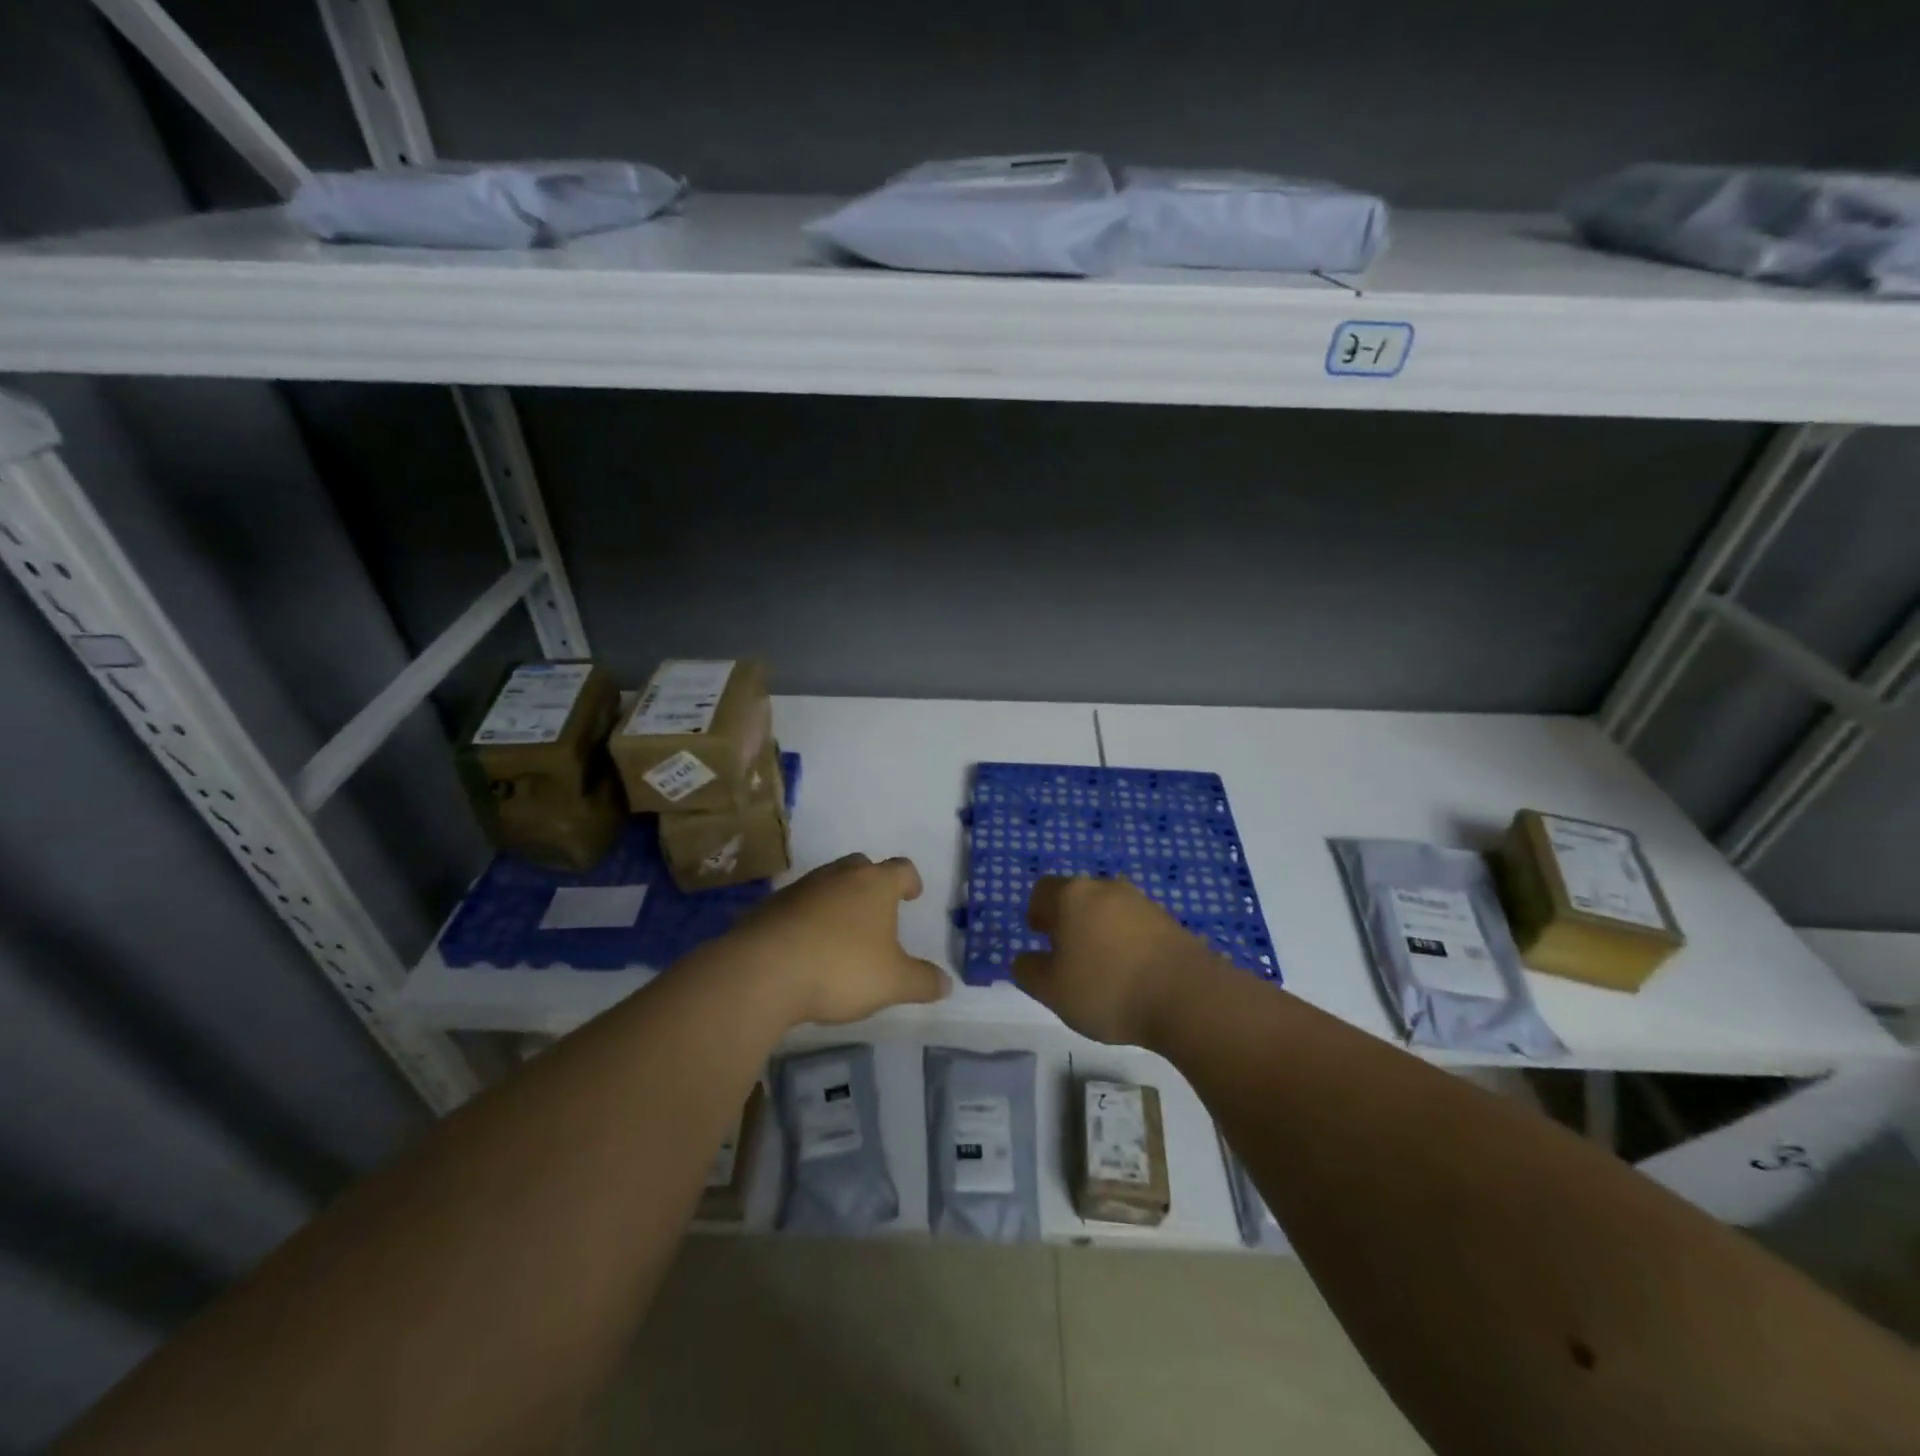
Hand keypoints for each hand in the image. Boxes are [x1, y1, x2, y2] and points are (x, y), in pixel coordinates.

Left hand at [720, 853, 948, 1026]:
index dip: (910, 880)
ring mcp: (802, 888)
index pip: (901, 868)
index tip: (912, 894)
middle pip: (861, 866)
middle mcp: (839, 876)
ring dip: (838, 900)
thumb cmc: (841, 969)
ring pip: (828, 883)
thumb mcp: (893, 982)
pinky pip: (799, 905)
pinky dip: (808, 918)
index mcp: (875, 885)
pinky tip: (807, 947)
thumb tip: (947, 983)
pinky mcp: (771, 907)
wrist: (764, 971)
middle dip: (871, 883)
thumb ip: (922, 981)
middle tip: (877, 909)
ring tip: (842, 931)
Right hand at [1014, 876, 1214, 1044]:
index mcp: (1073, 895)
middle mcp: (1106, 887)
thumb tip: (1025, 959)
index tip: (1039, 936)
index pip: (1043, 890)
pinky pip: (1136, 925)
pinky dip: (1127, 942)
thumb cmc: (1107, 989)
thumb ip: (1029, 971)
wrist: (1187, 997)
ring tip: (1102, 968)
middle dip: (1069, 920)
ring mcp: (1142, 902)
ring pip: (1109, 909)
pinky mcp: (1169, 921)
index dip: (1036, 912)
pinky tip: (1132, 974)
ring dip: (1100, 930)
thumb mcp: (1052, 990)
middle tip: (1067, 955)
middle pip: (1078, 896)